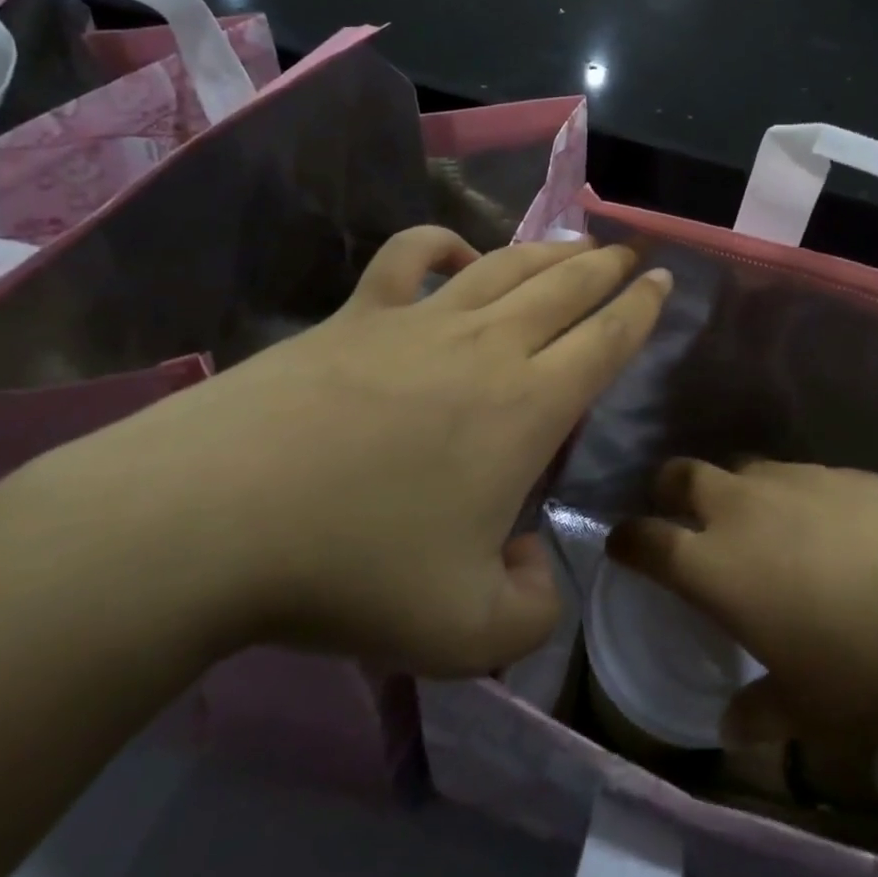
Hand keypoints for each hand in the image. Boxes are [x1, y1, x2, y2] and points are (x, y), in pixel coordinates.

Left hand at [48, 229, 671, 676]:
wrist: (214, 519)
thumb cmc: (354, 571)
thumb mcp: (467, 633)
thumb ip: (532, 609)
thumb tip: (535, 564)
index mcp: (529, 406)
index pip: (607, 339)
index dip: (643, 308)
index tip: (663, 280)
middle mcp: (488, 346)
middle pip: (566, 286)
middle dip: (608, 266)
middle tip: (631, 253)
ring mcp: (420, 320)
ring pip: (505, 265)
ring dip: (548, 250)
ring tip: (573, 243)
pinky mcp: (357, 314)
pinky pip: (411, 256)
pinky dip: (442, 243)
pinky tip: (456, 253)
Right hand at [608, 461, 877, 741]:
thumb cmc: (865, 657)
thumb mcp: (810, 709)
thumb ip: (760, 715)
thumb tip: (731, 726)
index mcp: (715, 565)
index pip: (646, 540)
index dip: (627, 541)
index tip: (623, 546)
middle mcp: (740, 509)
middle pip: (680, 475)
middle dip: (669, 491)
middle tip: (682, 518)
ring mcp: (788, 479)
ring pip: (737, 469)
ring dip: (731, 490)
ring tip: (757, 525)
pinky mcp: (833, 468)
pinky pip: (789, 473)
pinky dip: (784, 492)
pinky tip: (819, 524)